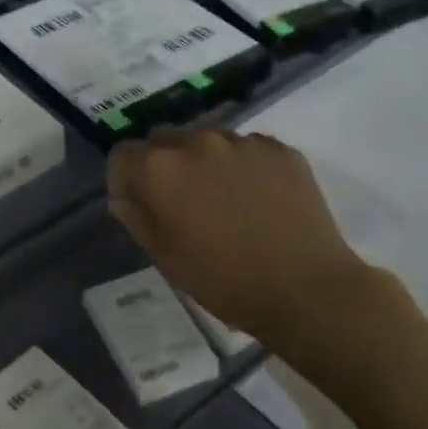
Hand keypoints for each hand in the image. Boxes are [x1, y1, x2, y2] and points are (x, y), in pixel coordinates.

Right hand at [107, 129, 378, 340]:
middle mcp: (197, 142)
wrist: (305, 288)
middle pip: (164, 140)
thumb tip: (124, 198)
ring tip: (225, 201)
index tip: (138, 204)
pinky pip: (248, 149)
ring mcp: (243, 142)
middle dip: (163, 165)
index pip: (123, 155)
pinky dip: (243, 167)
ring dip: (204, 163)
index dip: (125, 180)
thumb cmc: (224, 281)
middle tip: (181, 203)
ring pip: (208, 141)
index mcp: (160, 169)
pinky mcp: (280, 149)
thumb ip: (137, 218)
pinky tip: (258, 200)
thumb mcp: (166, 257)